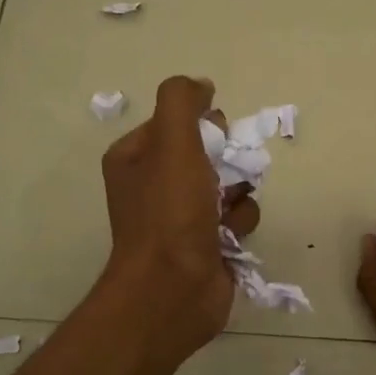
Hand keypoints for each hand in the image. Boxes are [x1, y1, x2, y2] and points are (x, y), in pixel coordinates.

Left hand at [97, 76, 259, 369]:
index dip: (203, 125)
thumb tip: (201, 84)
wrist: (172, 290)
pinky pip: (238, 217)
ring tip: (225, 213)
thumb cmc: (169, 213)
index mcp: (136, 158)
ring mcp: (182, 217)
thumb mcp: (172, 143)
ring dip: (237, 194)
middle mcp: (156, 185)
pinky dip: (239, 224)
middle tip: (223, 174)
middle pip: (209, 151)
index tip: (214, 135)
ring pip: (231, 184)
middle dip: (227, 160)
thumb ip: (182, 102)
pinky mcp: (207, 244)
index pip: (179, 122)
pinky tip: (229, 238)